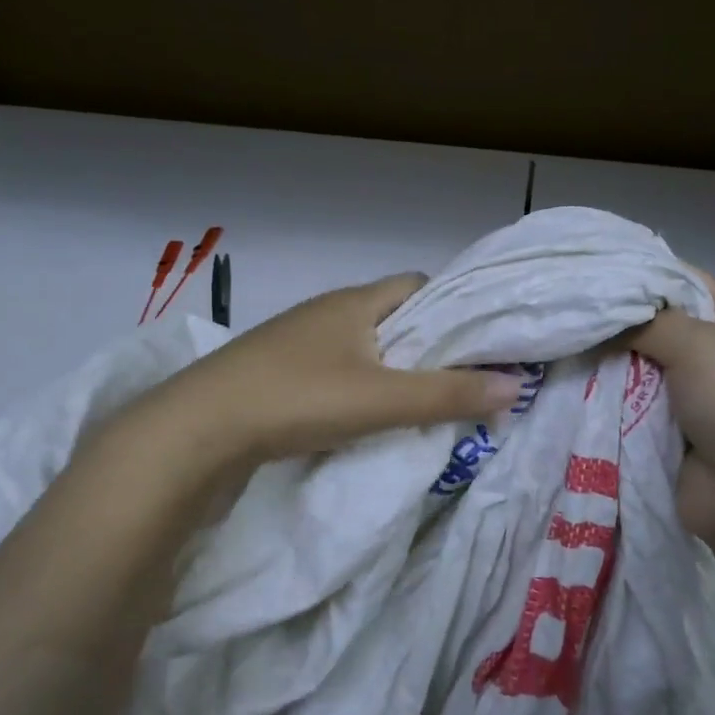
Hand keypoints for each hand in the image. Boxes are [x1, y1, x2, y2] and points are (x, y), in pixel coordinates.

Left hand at [149, 273, 522, 467]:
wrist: (199, 428)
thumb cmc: (298, 398)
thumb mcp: (382, 400)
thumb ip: (448, 394)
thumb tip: (516, 385)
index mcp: (355, 302)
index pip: (418, 286)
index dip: (452, 308)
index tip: (479, 342)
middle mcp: (326, 312)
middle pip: (391, 317)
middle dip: (426, 345)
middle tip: (458, 380)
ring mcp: (296, 342)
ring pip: (360, 346)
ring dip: (390, 370)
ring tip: (418, 403)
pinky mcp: (275, 373)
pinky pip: (332, 370)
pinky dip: (357, 388)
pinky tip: (362, 418)